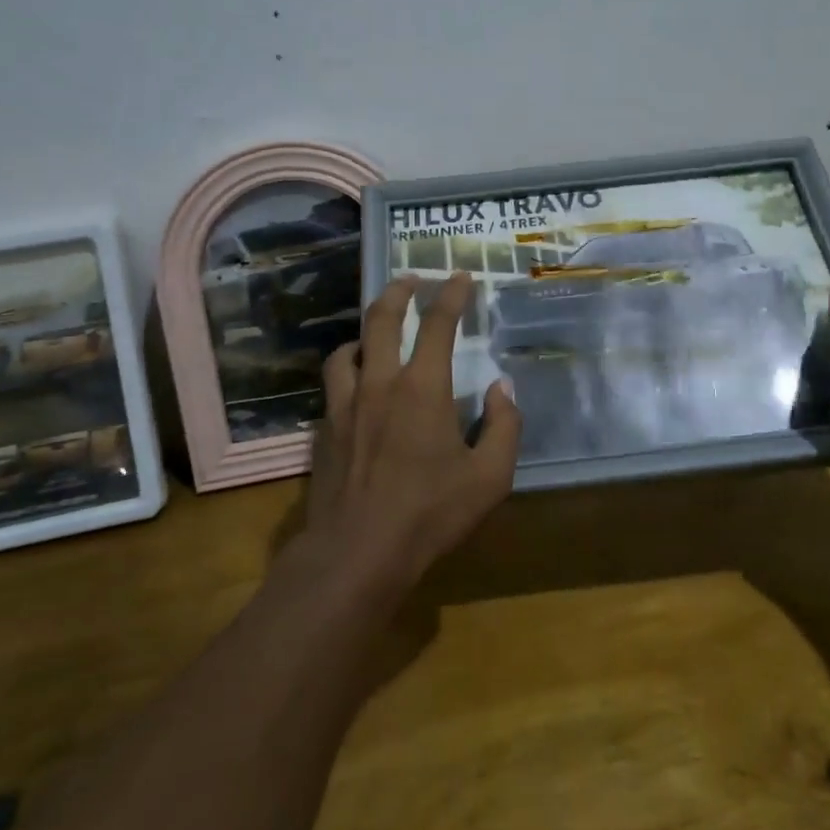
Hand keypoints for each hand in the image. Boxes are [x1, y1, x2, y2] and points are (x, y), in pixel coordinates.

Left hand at [304, 273, 520, 599]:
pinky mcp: (326, 427)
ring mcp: (346, 403)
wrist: (357, 552)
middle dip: (398, 291)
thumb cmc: (429, 514)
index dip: (452, 295)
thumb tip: (501, 389)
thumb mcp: (489, 478)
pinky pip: (334, 380)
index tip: (460, 277)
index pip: (439, 324)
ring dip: (365, 329)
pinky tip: (355, 380)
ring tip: (376, 330)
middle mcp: (380, 382)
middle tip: (409, 279)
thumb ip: (503, 427)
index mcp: (423, 387)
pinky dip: (347, 365)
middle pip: (382, 319)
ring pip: (348, 346)